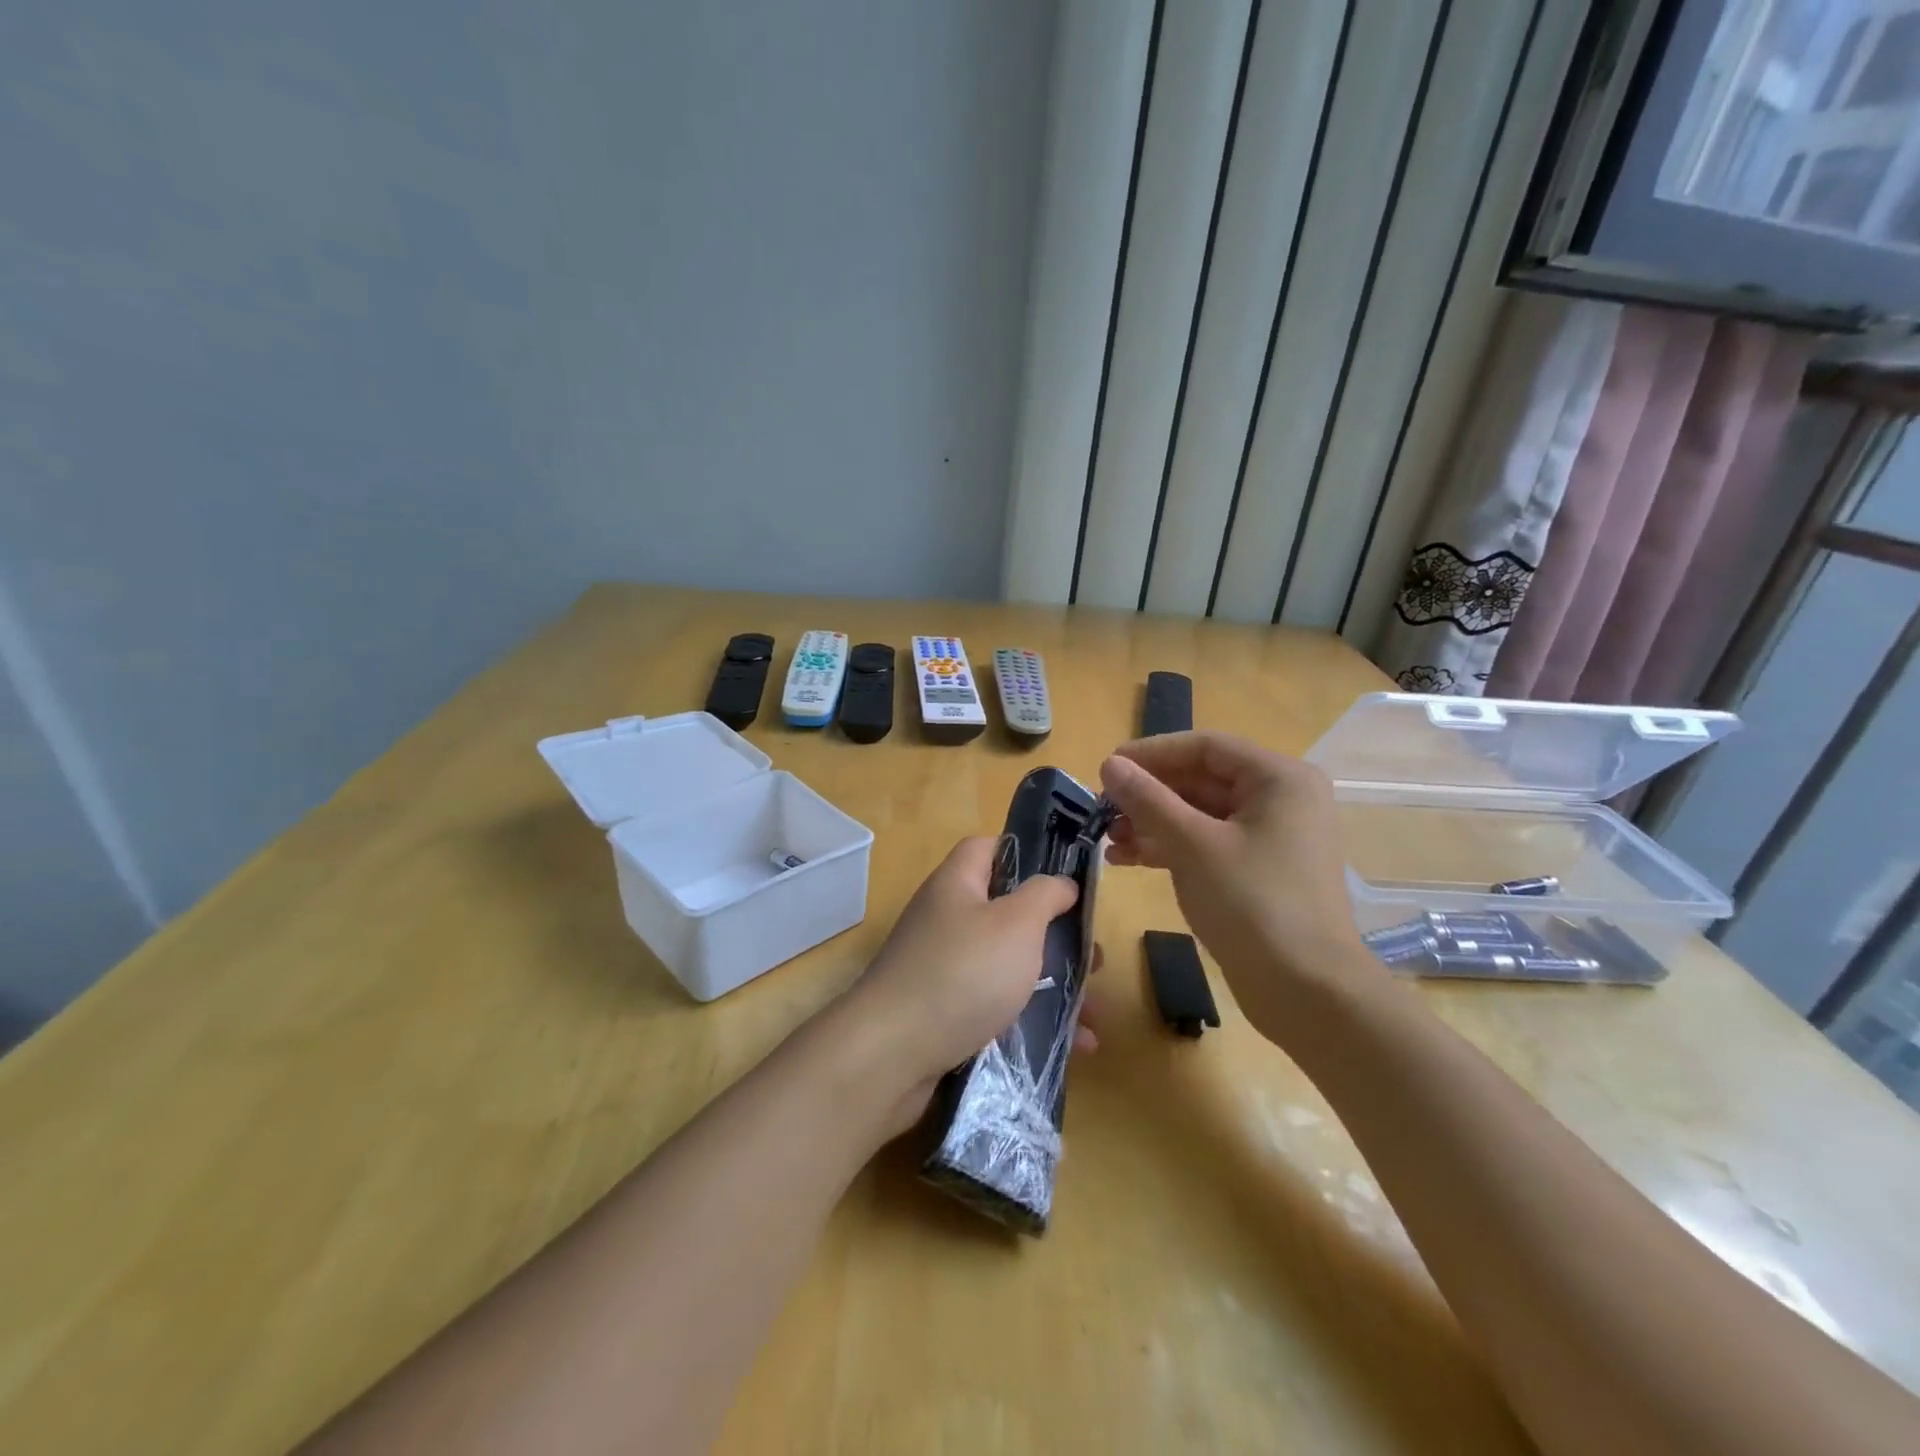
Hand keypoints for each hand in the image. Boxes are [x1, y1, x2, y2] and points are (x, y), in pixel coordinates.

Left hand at [841, 837, 1094, 1136]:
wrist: (891, 1055)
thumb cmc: (963, 973)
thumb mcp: (1016, 923)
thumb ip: (1045, 895)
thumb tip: (1061, 882)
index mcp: (957, 884)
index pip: (988, 848)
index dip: (1026, 853)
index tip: (1066, 879)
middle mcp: (947, 920)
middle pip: (1007, 913)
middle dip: (1054, 935)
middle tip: (1092, 957)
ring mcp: (943, 968)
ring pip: (1009, 966)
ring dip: (1054, 985)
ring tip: (1094, 1010)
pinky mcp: (945, 1014)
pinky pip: (998, 1007)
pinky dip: (1034, 1021)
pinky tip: (1075, 1046)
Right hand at [1100, 731, 1380, 1038]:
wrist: (1306, 992)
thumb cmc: (1252, 904)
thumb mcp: (1192, 845)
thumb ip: (1147, 799)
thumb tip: (1111, 764)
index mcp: (1278, 779)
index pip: (1205, 747)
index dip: (1152, 753)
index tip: (1107, 766)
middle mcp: (1281, 799)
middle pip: (1202, 780)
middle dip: (1149, 795)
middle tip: (1102, 808)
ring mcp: (1272, 837)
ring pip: (1201, 815)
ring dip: (1153, 823)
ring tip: (1109, 839)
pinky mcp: (1261, 871)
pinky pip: (1209, 843)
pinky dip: (1171, 847)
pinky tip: (1129, 859)